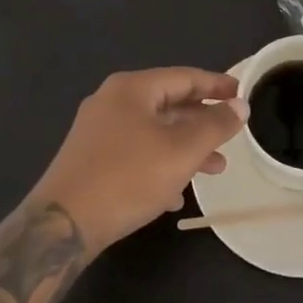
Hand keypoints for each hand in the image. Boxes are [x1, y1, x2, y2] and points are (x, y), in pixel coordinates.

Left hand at [30, 68, 248, 251]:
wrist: (61, 226)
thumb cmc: (127, 177)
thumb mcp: (181, 151)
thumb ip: (214, 125)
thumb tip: (240, 104)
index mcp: (132, 88)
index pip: (184, 77)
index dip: (216, 84)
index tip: (241, 93)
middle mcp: (112, 101)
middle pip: (168, 103)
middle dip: (202, 122)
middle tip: (231, 136)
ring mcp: (97, 130)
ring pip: (153, 131)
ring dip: (185, 147)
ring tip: (214, 169)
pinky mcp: (89, 159)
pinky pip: (134, 152)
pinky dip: (160, 163)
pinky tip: (175, 194)